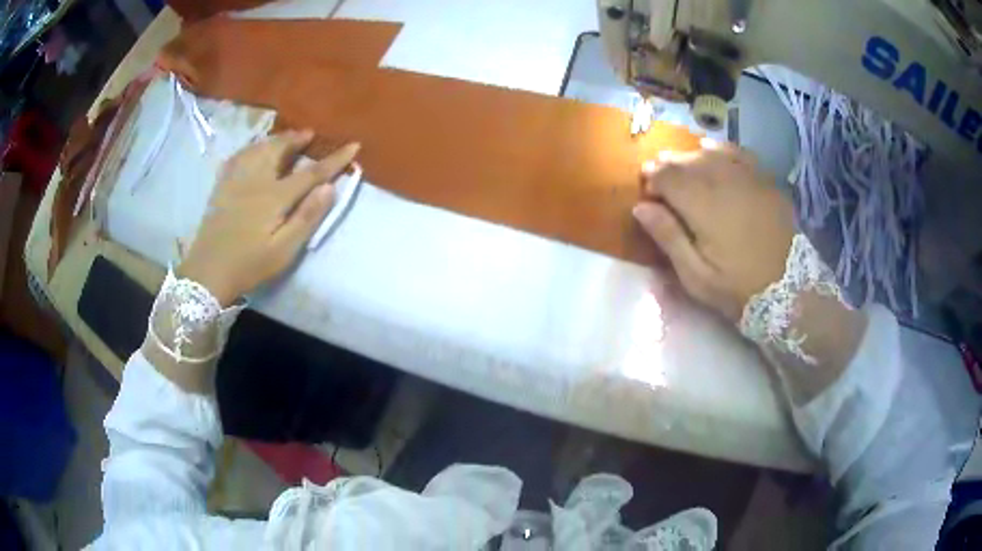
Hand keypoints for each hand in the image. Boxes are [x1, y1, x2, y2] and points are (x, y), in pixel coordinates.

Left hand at [178, 130, 359, 305]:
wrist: (207, 273)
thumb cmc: (249, 265)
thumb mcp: (283, 250)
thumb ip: (306, 218)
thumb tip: (330, 188)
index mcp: (274, 197)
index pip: (311, 172)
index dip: (334, 159)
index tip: (353, 145)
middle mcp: (255, 180)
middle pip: (279, 150)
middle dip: (297, 139)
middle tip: (310, 134)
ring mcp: (235, 180)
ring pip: (258, 148)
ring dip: (276, 139)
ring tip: (287, 137)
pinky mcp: (222, 187)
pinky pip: (238, 156)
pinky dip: (252, 147)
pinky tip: (254, 150)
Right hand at [633, 140, 794, 322]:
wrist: (791, 290)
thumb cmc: (739, 288)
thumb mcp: (697, 277)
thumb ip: (668, 238)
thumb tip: (641, 207)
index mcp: (703, 206)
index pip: (666, 175)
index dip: (651, 178)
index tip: (647, 192)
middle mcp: (723, 181)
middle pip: (687, 160)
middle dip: (668, 165)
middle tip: (660, 179)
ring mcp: (748, 177)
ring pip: (710, 152)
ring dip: (690, 156)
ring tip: (683, 166)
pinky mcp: (765, 180)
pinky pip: (737, 152)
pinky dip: (720, 150)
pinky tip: (712, 153)